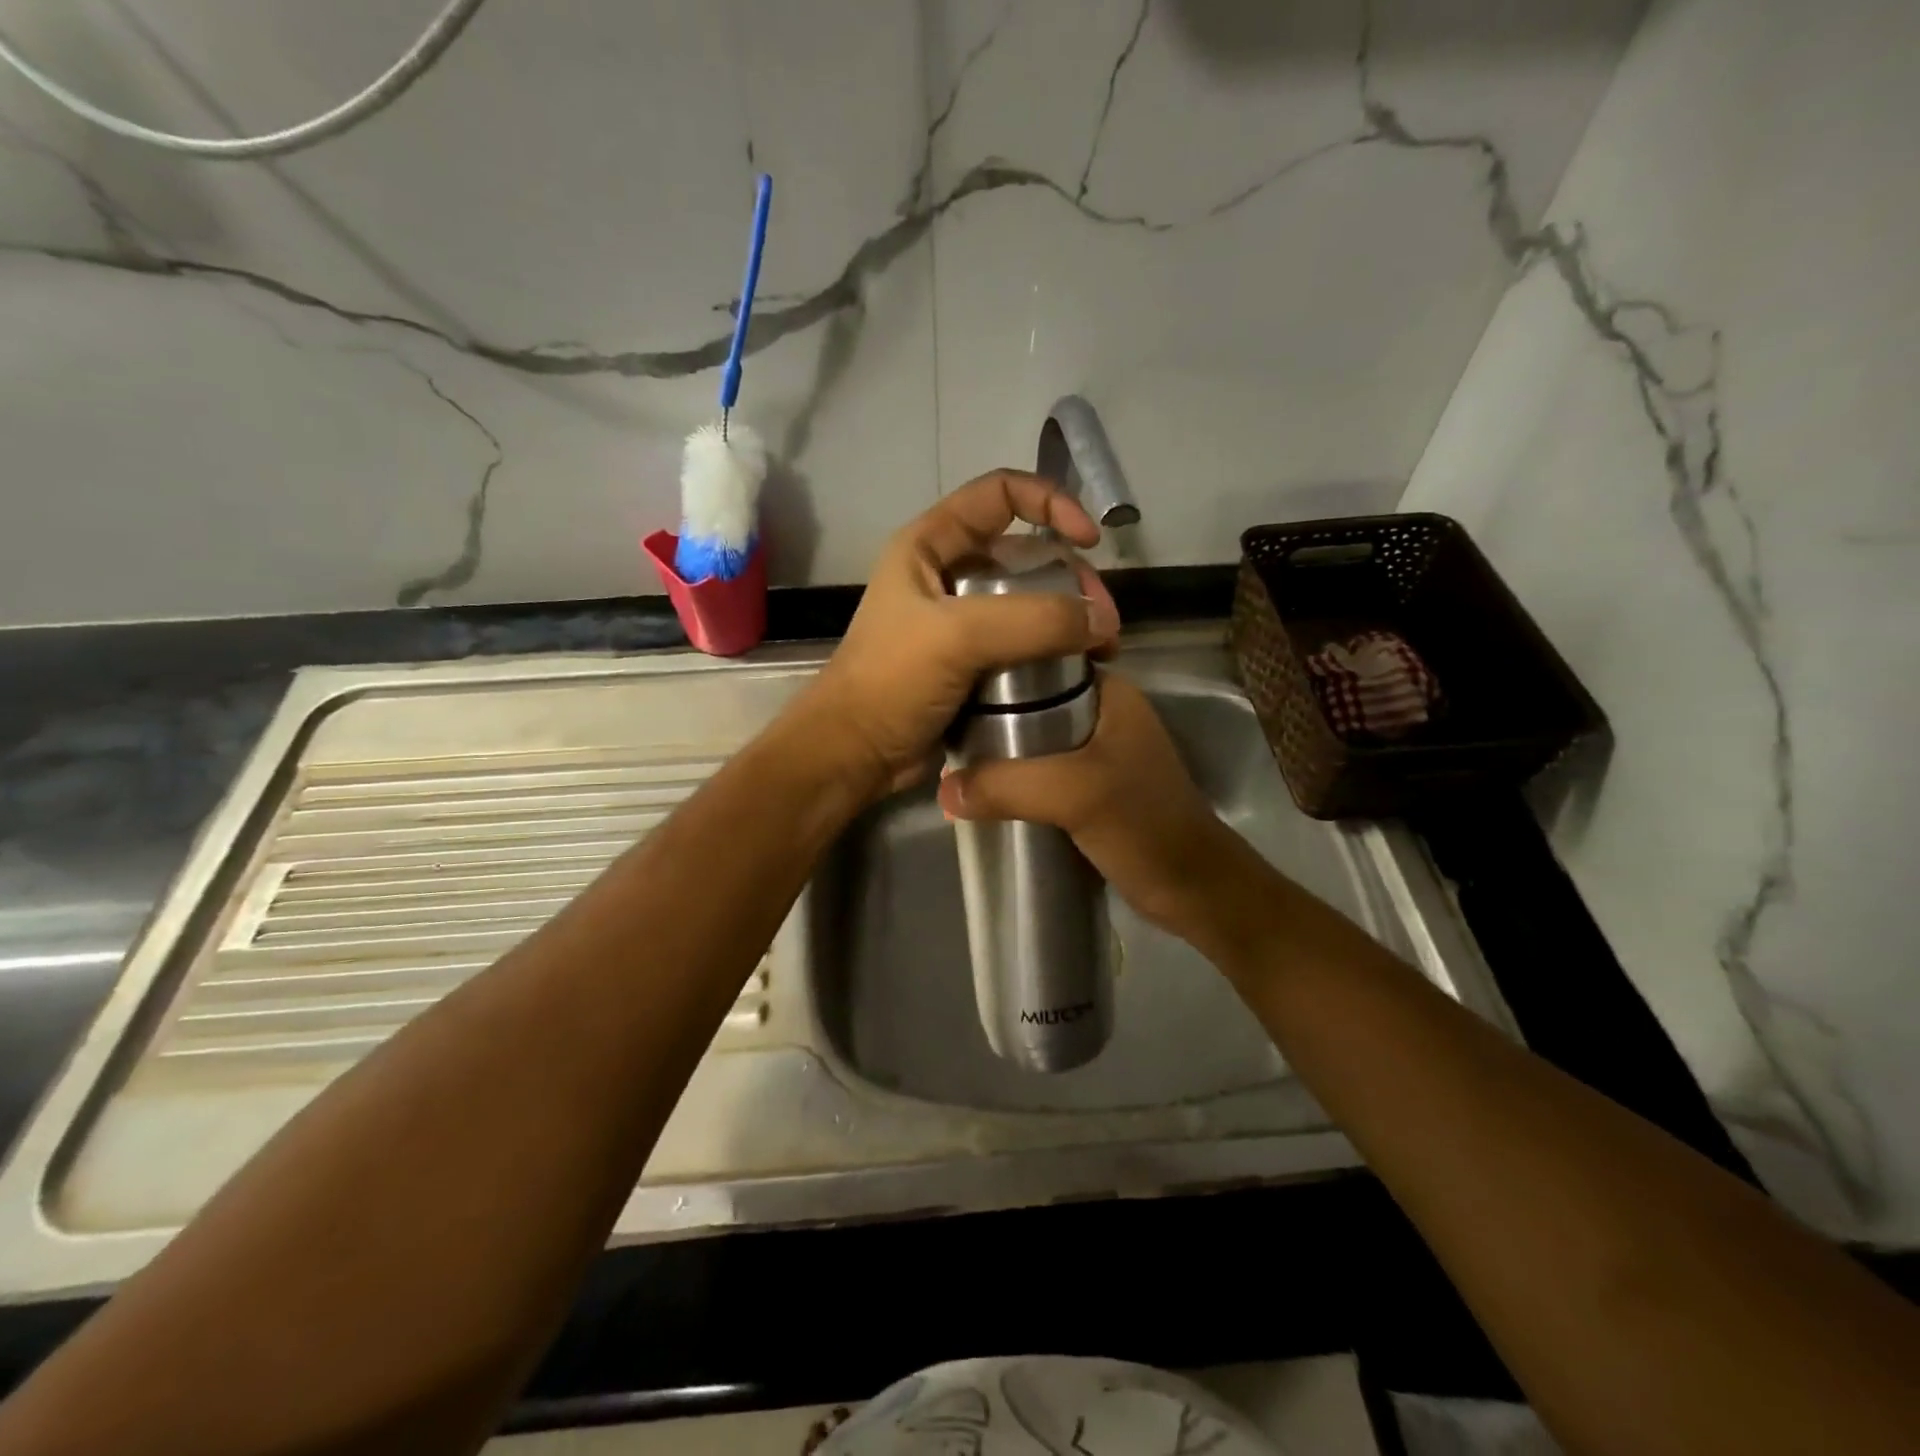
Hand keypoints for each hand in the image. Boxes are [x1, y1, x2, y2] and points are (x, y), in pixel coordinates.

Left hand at [797, 470, 1120, 797]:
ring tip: (1102, 652)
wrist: (856, 754)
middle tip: (1103, 624)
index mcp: (931, 545)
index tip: (1089, 539)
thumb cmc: (892, 682)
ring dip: (1068, 621)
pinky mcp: (972, 664)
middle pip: (1026, 555)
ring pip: (1029, 603)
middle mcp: (948, 575)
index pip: (1000, 494)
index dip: (1050, 501)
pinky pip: (1023, 645)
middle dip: (1071, 579)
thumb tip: (1101, 622)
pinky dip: (1053, 653)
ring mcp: (961, 623)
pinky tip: (1080, 672)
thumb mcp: (957, 637)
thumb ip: (1033, 620)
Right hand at [937, 671, 1253, 940]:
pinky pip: (1038, 770)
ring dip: (998, 750)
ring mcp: (1095, 751)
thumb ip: (1008, 785)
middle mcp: (1101, 713)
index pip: (1040, 660)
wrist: (1191, 888)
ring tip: (949, 755)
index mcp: (1108, 692)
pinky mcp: (1088, 785)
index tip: (946, 683)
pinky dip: (1011, 777)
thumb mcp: (1074, 793)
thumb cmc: (1143, 824)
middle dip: (987, 714)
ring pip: (1031, 738)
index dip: (994, 670)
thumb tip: (942, 791)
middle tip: (940, 726)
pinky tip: (979, 787)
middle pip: (1029, 701)